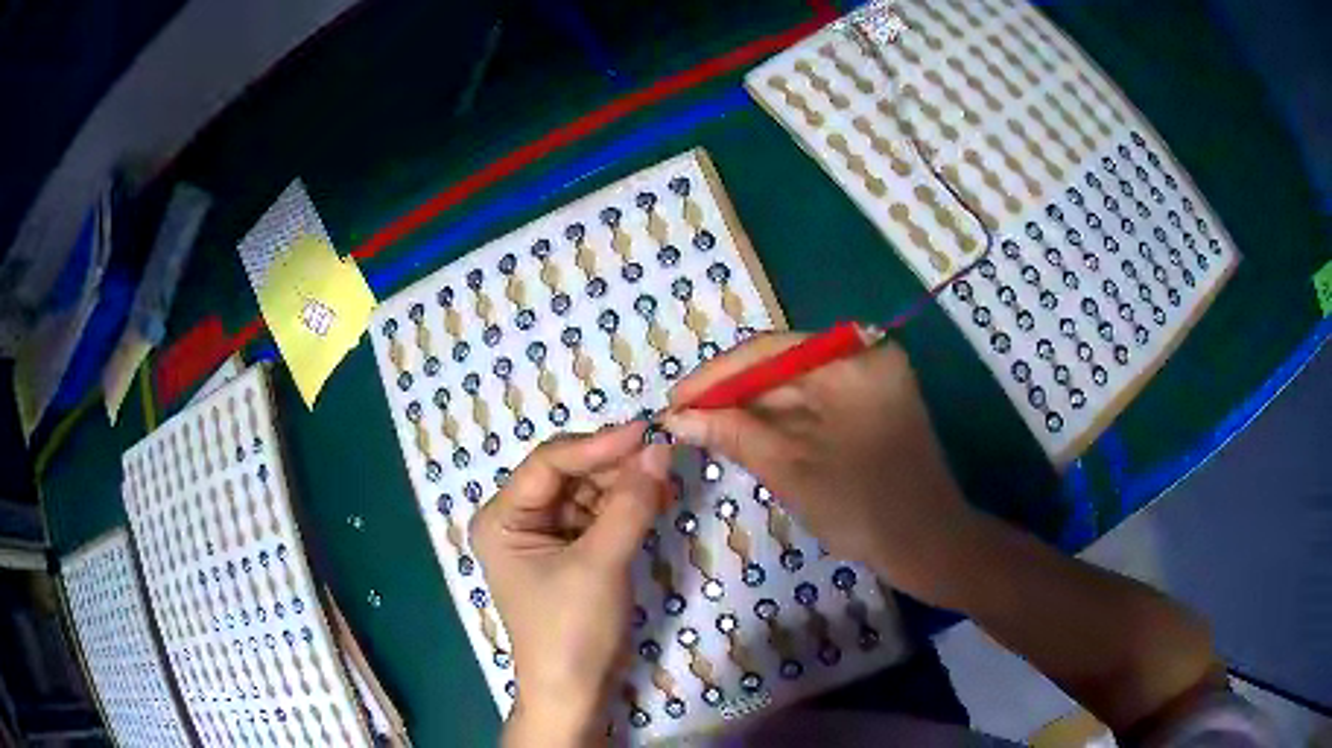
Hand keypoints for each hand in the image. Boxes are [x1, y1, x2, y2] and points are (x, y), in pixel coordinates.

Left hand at [470, 423, 672, 747]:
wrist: (577, 692)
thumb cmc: (572, 629)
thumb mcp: (600, 563)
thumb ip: (630, 504)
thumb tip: (660, 449)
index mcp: (503, 518)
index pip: (549, 463)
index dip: (597, 445)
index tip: (646, 432)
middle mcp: (518, 520)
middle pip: (570, 474)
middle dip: (615, 468)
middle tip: (663, 460)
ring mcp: (546, 536)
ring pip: (589, 493)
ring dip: (625, 486)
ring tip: (664, 483)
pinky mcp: (572, 553)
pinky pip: (600, 517)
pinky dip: (627, 509)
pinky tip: (655, 502)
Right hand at [663, 332, 978, 603]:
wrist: (929, 546)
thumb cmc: (864, 508)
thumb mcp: (792, 469)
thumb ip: (733, 433)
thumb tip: (676, 417)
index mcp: (854, 360)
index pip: (769, 351)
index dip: (715, 377)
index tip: (673, 402)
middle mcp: (864, 358)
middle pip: (781, 367)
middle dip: (731, 396)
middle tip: (682, 421)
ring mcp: (870, 383)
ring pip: (795, 389)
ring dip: (751, 411)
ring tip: (703, 430)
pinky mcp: (870, 408)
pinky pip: (813, 406)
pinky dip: (779, 423)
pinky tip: (744, 437)